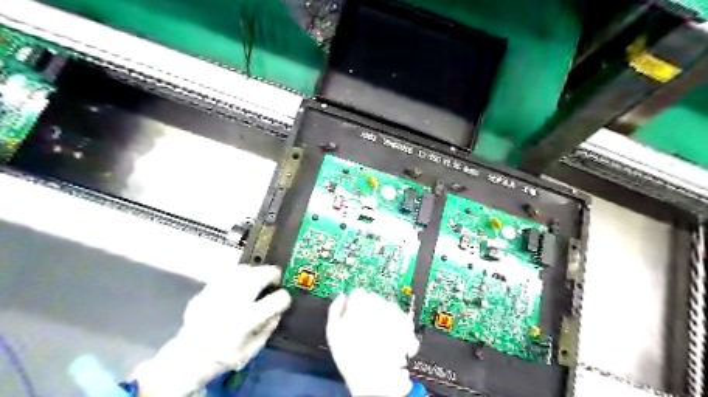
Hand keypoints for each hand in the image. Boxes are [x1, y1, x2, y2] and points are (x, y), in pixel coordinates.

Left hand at [133, 265, 290, 394]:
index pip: (278, 299)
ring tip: (257, 280)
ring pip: (245, 268)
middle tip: (273, 281)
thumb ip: (269, 328)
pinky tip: (239, 282)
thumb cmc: (224, 355)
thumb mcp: (253, 349)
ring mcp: (220, 292)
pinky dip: (238, 274)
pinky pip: (228, 273)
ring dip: (256, 272)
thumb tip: (278, 311)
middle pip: (262, 274)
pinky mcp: (208, 289)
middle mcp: (235, 300)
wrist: (188, 357)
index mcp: (248, 318)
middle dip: (273, 275)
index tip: (283, 300)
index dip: (284, 298)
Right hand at [327, 288, 418, 396]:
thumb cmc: (352, 359)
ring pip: (388, 305)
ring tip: (379, 333)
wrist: (374, 380)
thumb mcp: (332, 332)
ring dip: (384, 315)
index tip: (354, 312)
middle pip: (374, 298)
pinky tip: (391, 335)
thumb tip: (342, 297)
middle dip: (370, 309)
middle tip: (366, 325)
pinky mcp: (406, 324)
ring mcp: (394, 314)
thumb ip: (335, 309)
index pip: (358, 293)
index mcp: (359, 305)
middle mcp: (378, 305)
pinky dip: (398, 323)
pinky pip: (402, 316)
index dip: (355, 303)